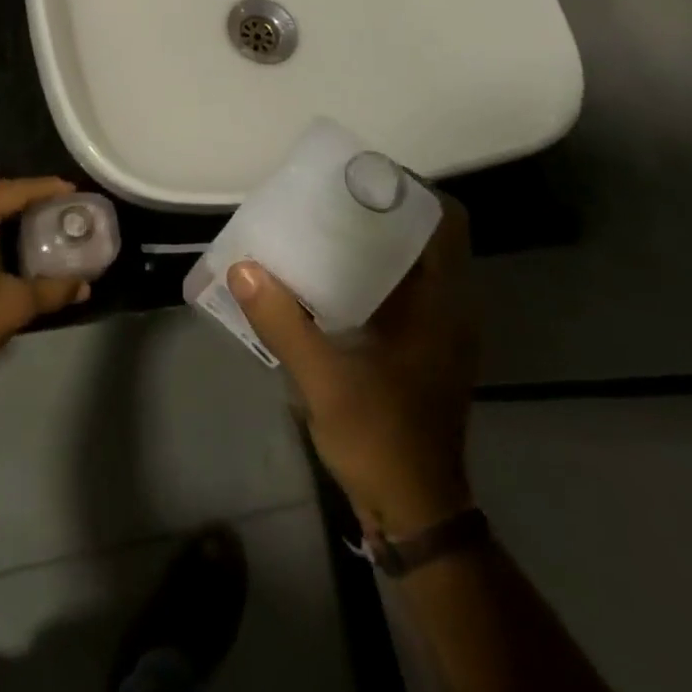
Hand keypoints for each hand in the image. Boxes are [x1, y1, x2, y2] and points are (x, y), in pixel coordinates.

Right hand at [228, 194, 476, 538]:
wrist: (415, 513)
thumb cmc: (381, 440)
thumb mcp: (325, 380)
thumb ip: (283, 321)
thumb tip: (242, 268)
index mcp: (442, 305)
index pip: (446, 223)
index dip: (410, 190)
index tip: (360, 177)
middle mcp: (448, 309)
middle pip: (424, 235)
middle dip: (379, 209)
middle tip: (326, 195)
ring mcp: (437, 331)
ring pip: (411, 263)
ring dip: (371, 240)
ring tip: (318, 225)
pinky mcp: (421, 349)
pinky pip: (399, 289)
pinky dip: (367, 272)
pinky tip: (323, 276)